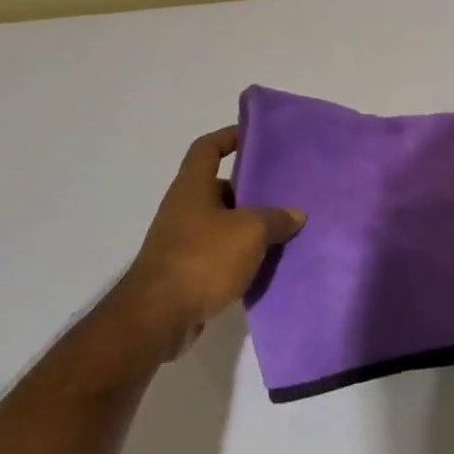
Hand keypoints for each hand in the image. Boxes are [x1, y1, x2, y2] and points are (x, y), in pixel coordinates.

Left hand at [108, 126, 304, 369]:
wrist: (158, 317)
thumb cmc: (203, 258)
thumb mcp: (250, 231)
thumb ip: (276, 218)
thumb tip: (295, 214)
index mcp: (192, 188)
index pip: (207, 148)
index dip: (229, 137)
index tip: (255, 135)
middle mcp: (184, 209)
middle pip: (220, 188)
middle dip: (251, 189)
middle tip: (285, 191)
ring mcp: (183, 242)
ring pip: (223, 224)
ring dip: (250, 227)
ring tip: (285, 229)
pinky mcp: (187, 272)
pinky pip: (220, 254)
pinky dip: (242, 256)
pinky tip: (268, 264)